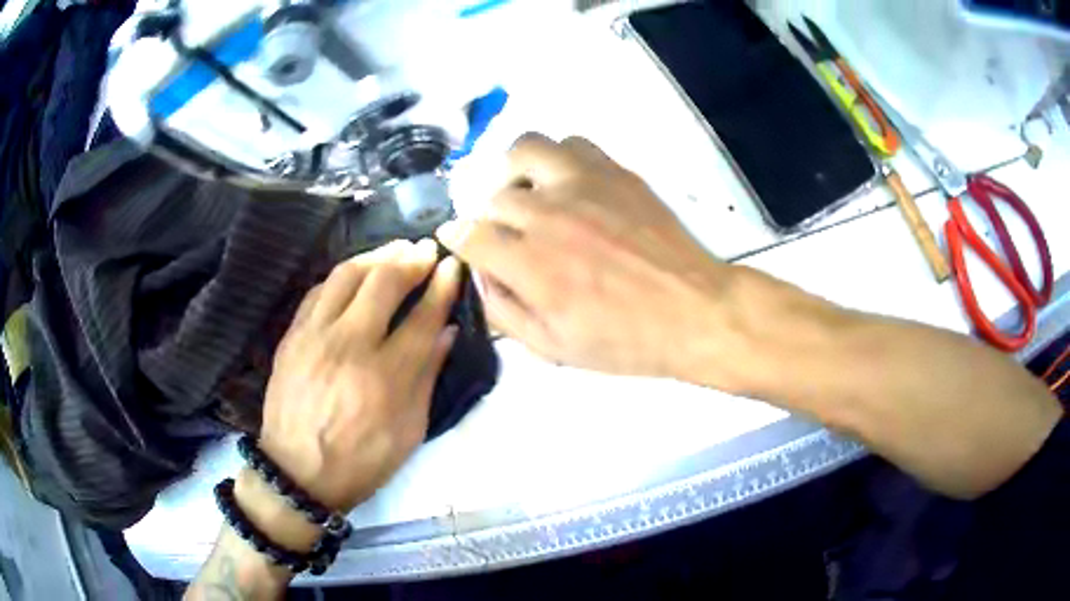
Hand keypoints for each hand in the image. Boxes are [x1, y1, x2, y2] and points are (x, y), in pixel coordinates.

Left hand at [257, 239, 461, 513]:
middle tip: (426, 250)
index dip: (441, 287)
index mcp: (385, 376)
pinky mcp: (292, 335)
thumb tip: (446, 331)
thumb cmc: (362, 460)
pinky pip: (319, 289)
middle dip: (411, 259)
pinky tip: (357, 274)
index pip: (421, 317)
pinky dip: (344, 275)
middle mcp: (349, 345)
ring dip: (377, 256)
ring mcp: (314, 335)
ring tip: (396, 251)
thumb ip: (427, 376)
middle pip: (383, 282)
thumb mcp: (409, 430)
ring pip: (347, 275)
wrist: (298, 472)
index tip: (452, 266)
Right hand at [438, 134, 737, 380]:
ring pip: (524, 151)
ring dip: (513, 173)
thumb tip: (481, 276)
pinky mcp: (613, 172)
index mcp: (532, 265)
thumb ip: (506, 313)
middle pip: (493, 198)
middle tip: (508, 238)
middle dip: (490, 221)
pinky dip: (555, 158)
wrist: (693, 310)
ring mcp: (583, 185)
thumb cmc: (626, 340)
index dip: (456, 239)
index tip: (459, 242)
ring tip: (526, 194)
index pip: (469, 235)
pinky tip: (564, 182)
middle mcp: (549, 215)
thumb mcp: (555, 349)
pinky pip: (570, 144)